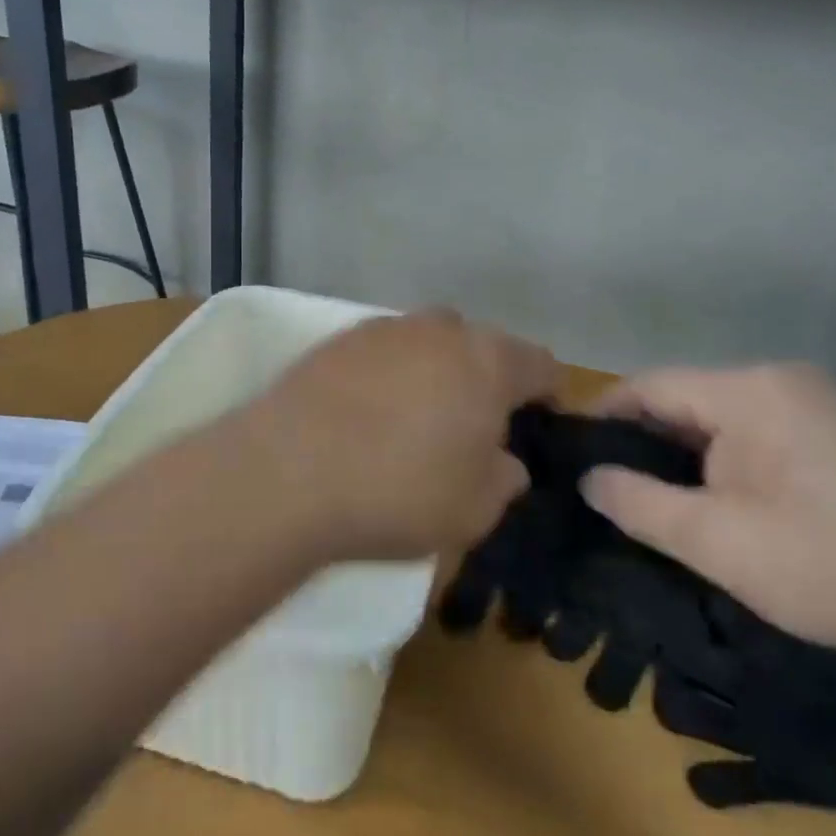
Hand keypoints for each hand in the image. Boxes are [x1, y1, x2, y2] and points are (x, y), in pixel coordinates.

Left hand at [239, 309, 558, 562]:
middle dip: (486, 379)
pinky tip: (368, 413)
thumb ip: (504, 478)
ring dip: (434, 372)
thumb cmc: (399, 491)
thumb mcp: (475, 508)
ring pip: (429, 343)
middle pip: (481, 346)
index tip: (541, 423)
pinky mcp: (338, 338)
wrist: (288, 471)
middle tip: (473, 426)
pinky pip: (383, 352)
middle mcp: (440, 329)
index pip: (541, 364)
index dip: (548, 394)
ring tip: (415, 419)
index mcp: (488, 360)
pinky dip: (388, 375)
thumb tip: (505, 459)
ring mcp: (385, 328)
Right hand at [580, 364, 835, 661]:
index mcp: (748, 390)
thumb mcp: (718, 542)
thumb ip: (640, 504)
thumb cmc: (833, 565)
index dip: (603, 417)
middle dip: (645, 442)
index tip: (570, 454)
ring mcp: (820, 406)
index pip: (649, 386)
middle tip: (610, 489)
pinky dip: (728, 462)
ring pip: (723, 420)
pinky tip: (725, 503)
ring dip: (687, 456)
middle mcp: (782, 381)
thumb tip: (589, 478)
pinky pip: (760, 434)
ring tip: (658, 501)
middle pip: (686, 400)